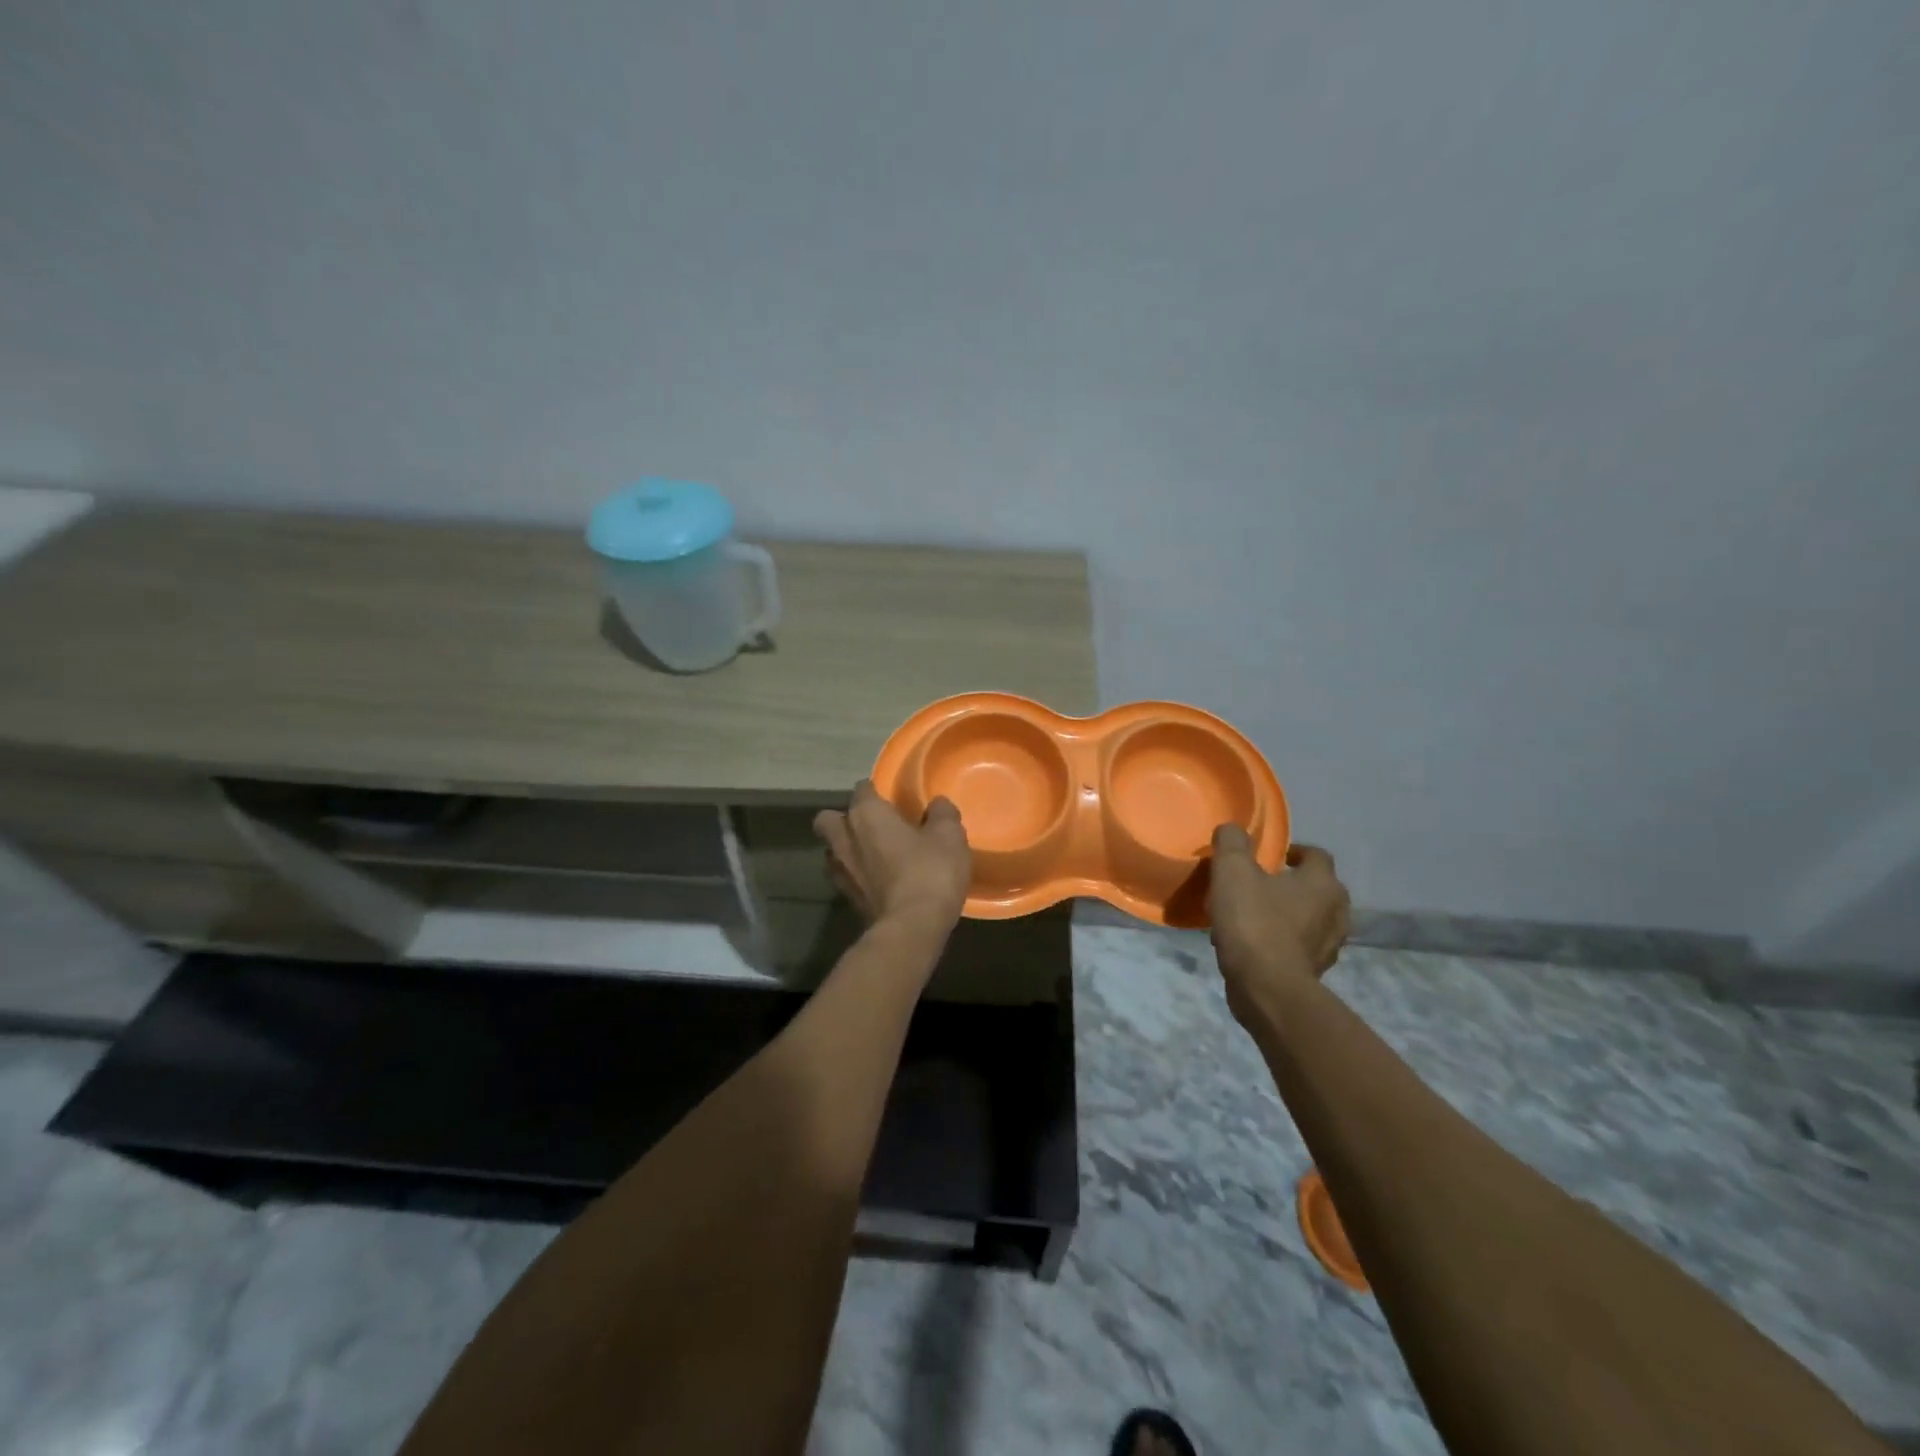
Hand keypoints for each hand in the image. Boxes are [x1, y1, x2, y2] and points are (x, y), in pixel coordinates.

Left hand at [814, 780, 971, 929]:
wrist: (912, 928)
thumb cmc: (929, 871)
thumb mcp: (949, 836)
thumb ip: (942, 814)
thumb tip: (938, 804)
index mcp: (866, 814)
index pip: (861, 789)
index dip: (875, 791)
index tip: (891, 799)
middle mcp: (845, 838)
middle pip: (828, 819)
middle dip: (843, 819)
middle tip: (871, 826)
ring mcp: (841, 872)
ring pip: (832, 851)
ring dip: (846, 849)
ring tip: (872, 855)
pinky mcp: (846, 899)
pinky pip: (845, 877)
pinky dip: (856, 876)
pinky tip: (878, 881)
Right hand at [1209, 828, 1350, 1023]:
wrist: (1266, 988)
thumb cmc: (1253, 922)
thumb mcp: (1232, 871)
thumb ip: (1232, 842)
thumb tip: (1232, 830)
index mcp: (1322, 883)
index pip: (1316, 855)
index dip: (1293, 851)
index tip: (1269, 857)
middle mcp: (1336, 911)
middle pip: (1316, 888)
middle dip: (1290, 884)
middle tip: (1258, 885)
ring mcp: (1329, 945)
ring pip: (1308, 918)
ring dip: (1286, 914)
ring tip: (1252, 915)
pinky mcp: (1315, 971)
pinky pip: (1299, 945)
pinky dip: (1281, 940)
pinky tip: (1253, 943)